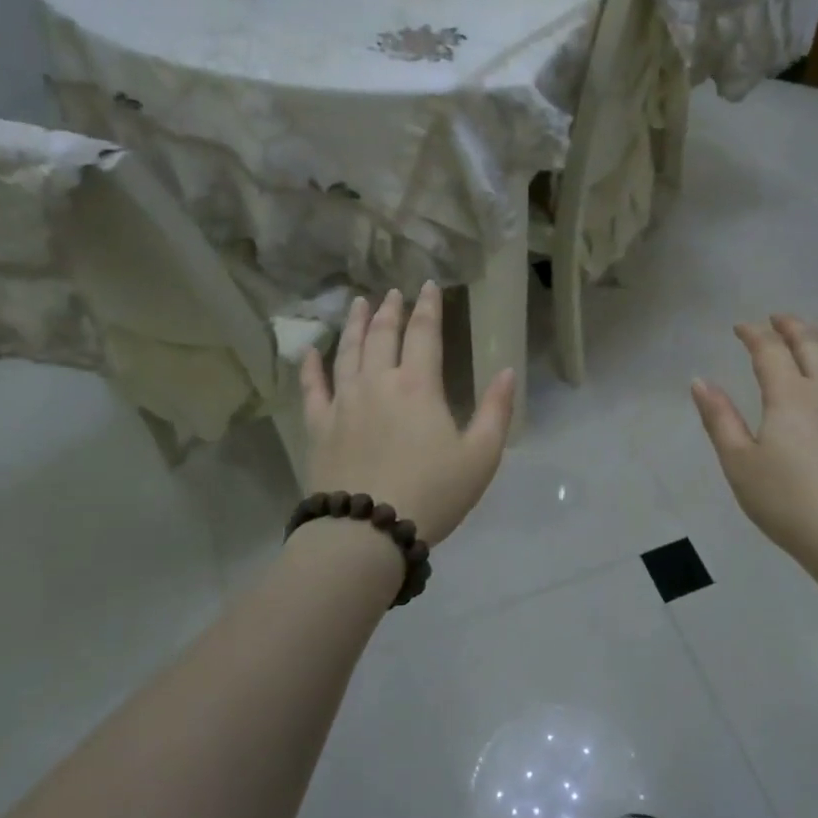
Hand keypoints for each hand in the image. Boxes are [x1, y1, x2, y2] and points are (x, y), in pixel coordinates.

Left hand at [299, 284, 514, 545]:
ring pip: (346, 352)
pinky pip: (312, 389)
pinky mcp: (319, 427)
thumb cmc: (433, 493)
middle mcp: (377, 383)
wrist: (367, 531)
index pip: (424, 333)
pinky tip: (309, 352)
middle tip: (392, 292)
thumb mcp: (481, 456)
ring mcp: (343, 403)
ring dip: (353, 325)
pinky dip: (310, 367)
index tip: (428, 286)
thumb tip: (508, 370)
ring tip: (356, 304)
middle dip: (389, 310)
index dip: (428, 307)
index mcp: (418, 386)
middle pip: (381, 335)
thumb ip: (496, 410)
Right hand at [691, 314, 817, 573]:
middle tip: (777, 319)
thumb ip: (720, 419)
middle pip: (812, 345)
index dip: (754, 334)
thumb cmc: (788, 500)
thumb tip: (700, 381)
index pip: (770, 350)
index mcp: (790, 395)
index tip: (740, 327)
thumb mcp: (739, 462)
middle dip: (792, 327)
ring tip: (807, 341)